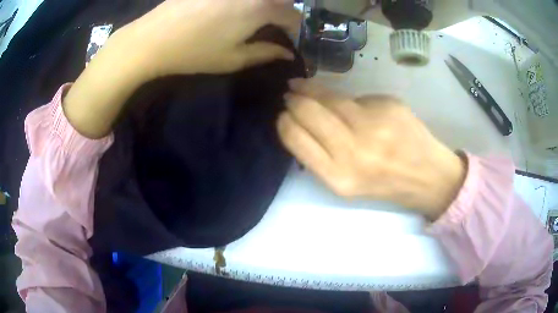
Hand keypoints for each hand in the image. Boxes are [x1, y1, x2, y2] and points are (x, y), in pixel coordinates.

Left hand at [64, 0, 300, 138]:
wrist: (153, 39)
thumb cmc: (194, 52)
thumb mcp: (233, 59)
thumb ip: (265, 53)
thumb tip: (287, 53)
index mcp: (259, 7)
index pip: (292, 15)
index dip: (294, 29)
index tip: (288, 40)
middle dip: (283, 12)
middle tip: (273, 26)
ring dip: (266, 4)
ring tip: (254, 17)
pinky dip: (245, 1)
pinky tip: (232, 10)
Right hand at [277, 79, 466, 219]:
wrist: (427, 176)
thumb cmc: (384, 184)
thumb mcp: (346, 183)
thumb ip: (321, 155)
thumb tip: (300, 119)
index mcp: (339, 178)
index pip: (295, 137)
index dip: (284, 122)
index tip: (283, 114)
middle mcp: (355, 152)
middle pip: (308, 111)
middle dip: (294, 99)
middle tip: (291, 94)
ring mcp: (374, 125)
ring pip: (330, 96)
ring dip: (312, 89)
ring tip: (304, 86)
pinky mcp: (389, 106)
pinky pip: (357, 97)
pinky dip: (348, 99)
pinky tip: (351, 105)